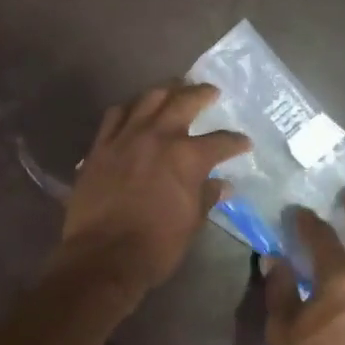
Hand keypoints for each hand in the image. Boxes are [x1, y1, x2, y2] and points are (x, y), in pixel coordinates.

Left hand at [58, 83, 251, 293]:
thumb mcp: (191, 223)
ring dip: (165, 91)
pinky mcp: (100, 146)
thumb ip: (206, 197)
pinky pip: (115, 115)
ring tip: (174, 89)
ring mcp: (126, 137)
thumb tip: (222, 185)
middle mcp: (158, 137)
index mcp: (188, 157)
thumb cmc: (156, 245)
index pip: (221, 141)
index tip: (243, 142)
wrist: (103, 256)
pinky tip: (134, 111)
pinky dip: (129, 108)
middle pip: (184, 101)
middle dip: (202, 93)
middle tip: (211, 91)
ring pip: (148, 99)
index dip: (236, 141)